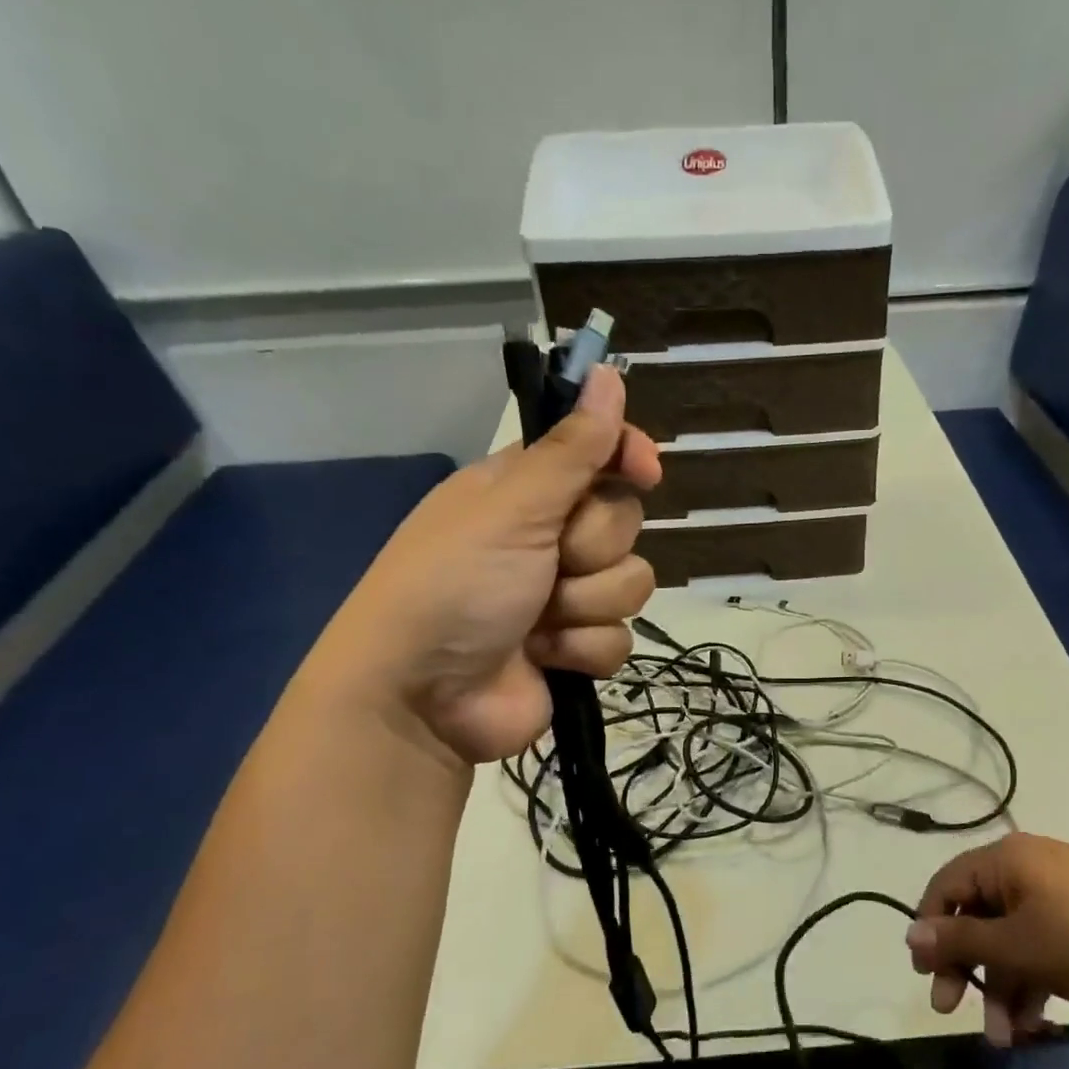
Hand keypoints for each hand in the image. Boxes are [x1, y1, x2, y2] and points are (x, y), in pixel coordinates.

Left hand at [313, 366, 661, 765]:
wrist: (423, 697)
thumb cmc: (455, 584)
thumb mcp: (511, 508)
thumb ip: (570, 449)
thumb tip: (607, 371)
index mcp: (524, 492)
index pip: (595, 453)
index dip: (625, 456)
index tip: (645, 469)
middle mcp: (547, 538)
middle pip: (624, 522)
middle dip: (593, 548)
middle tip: (551, 562)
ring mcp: (564, 597)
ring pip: (630, 583)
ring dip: (587, 604)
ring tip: (539, 622)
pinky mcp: (576, 650)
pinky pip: (620, 639)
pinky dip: (583, 650)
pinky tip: (546, 658)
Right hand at [906, 833, 1068, 1046]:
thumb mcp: (1016, 945)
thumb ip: (959, 941)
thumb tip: (910, 936)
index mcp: (1007, 859)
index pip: (948, 885)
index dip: (930, 928)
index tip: (924, 975)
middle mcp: (1028, 868)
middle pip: (978, 916)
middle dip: (966, 968)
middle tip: (949, 1010)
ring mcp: (1060, 895)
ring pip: (1011, 939)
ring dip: (1001, 988)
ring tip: (1004, 1039)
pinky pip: (1041, 947)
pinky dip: (1032, 983)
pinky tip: (1034, 1025)